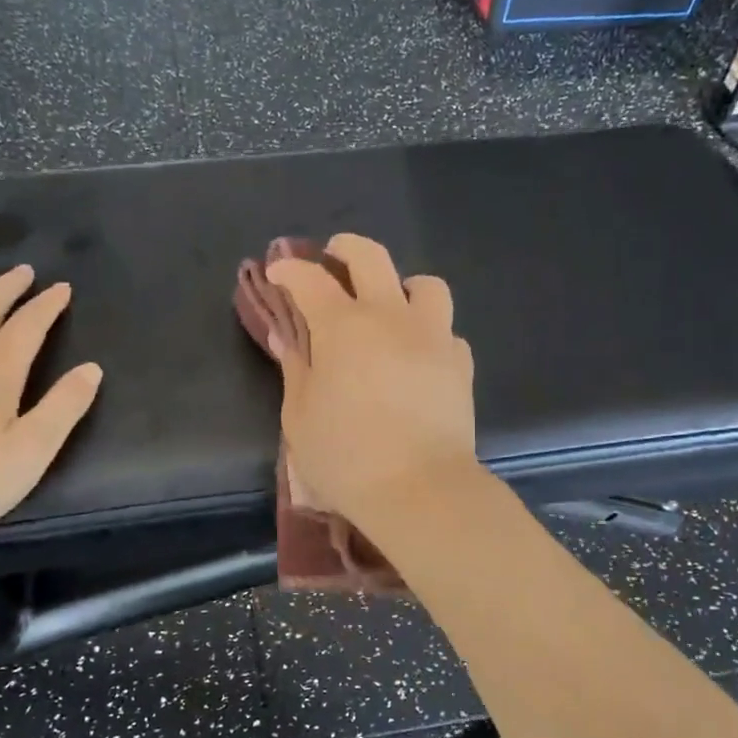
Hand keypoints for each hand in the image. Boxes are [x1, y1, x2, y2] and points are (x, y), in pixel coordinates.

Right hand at [265, 234, 477, 526]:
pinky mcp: (460, 363)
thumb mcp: (301, 416)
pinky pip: (446, 331)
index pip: (310, 280)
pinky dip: (428, 333)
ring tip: (391, 306)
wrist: (419, 489)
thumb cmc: (345, 457)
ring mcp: (432, 336)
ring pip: (425, 285)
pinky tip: (417, 355)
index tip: (278, 273)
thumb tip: (287, 336)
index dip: (289, 270)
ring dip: (403, 286)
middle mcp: (390, 317)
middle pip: (371, 257)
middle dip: (346, 248)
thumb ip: (295, 368)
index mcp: (342, 327)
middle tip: (333, 257)